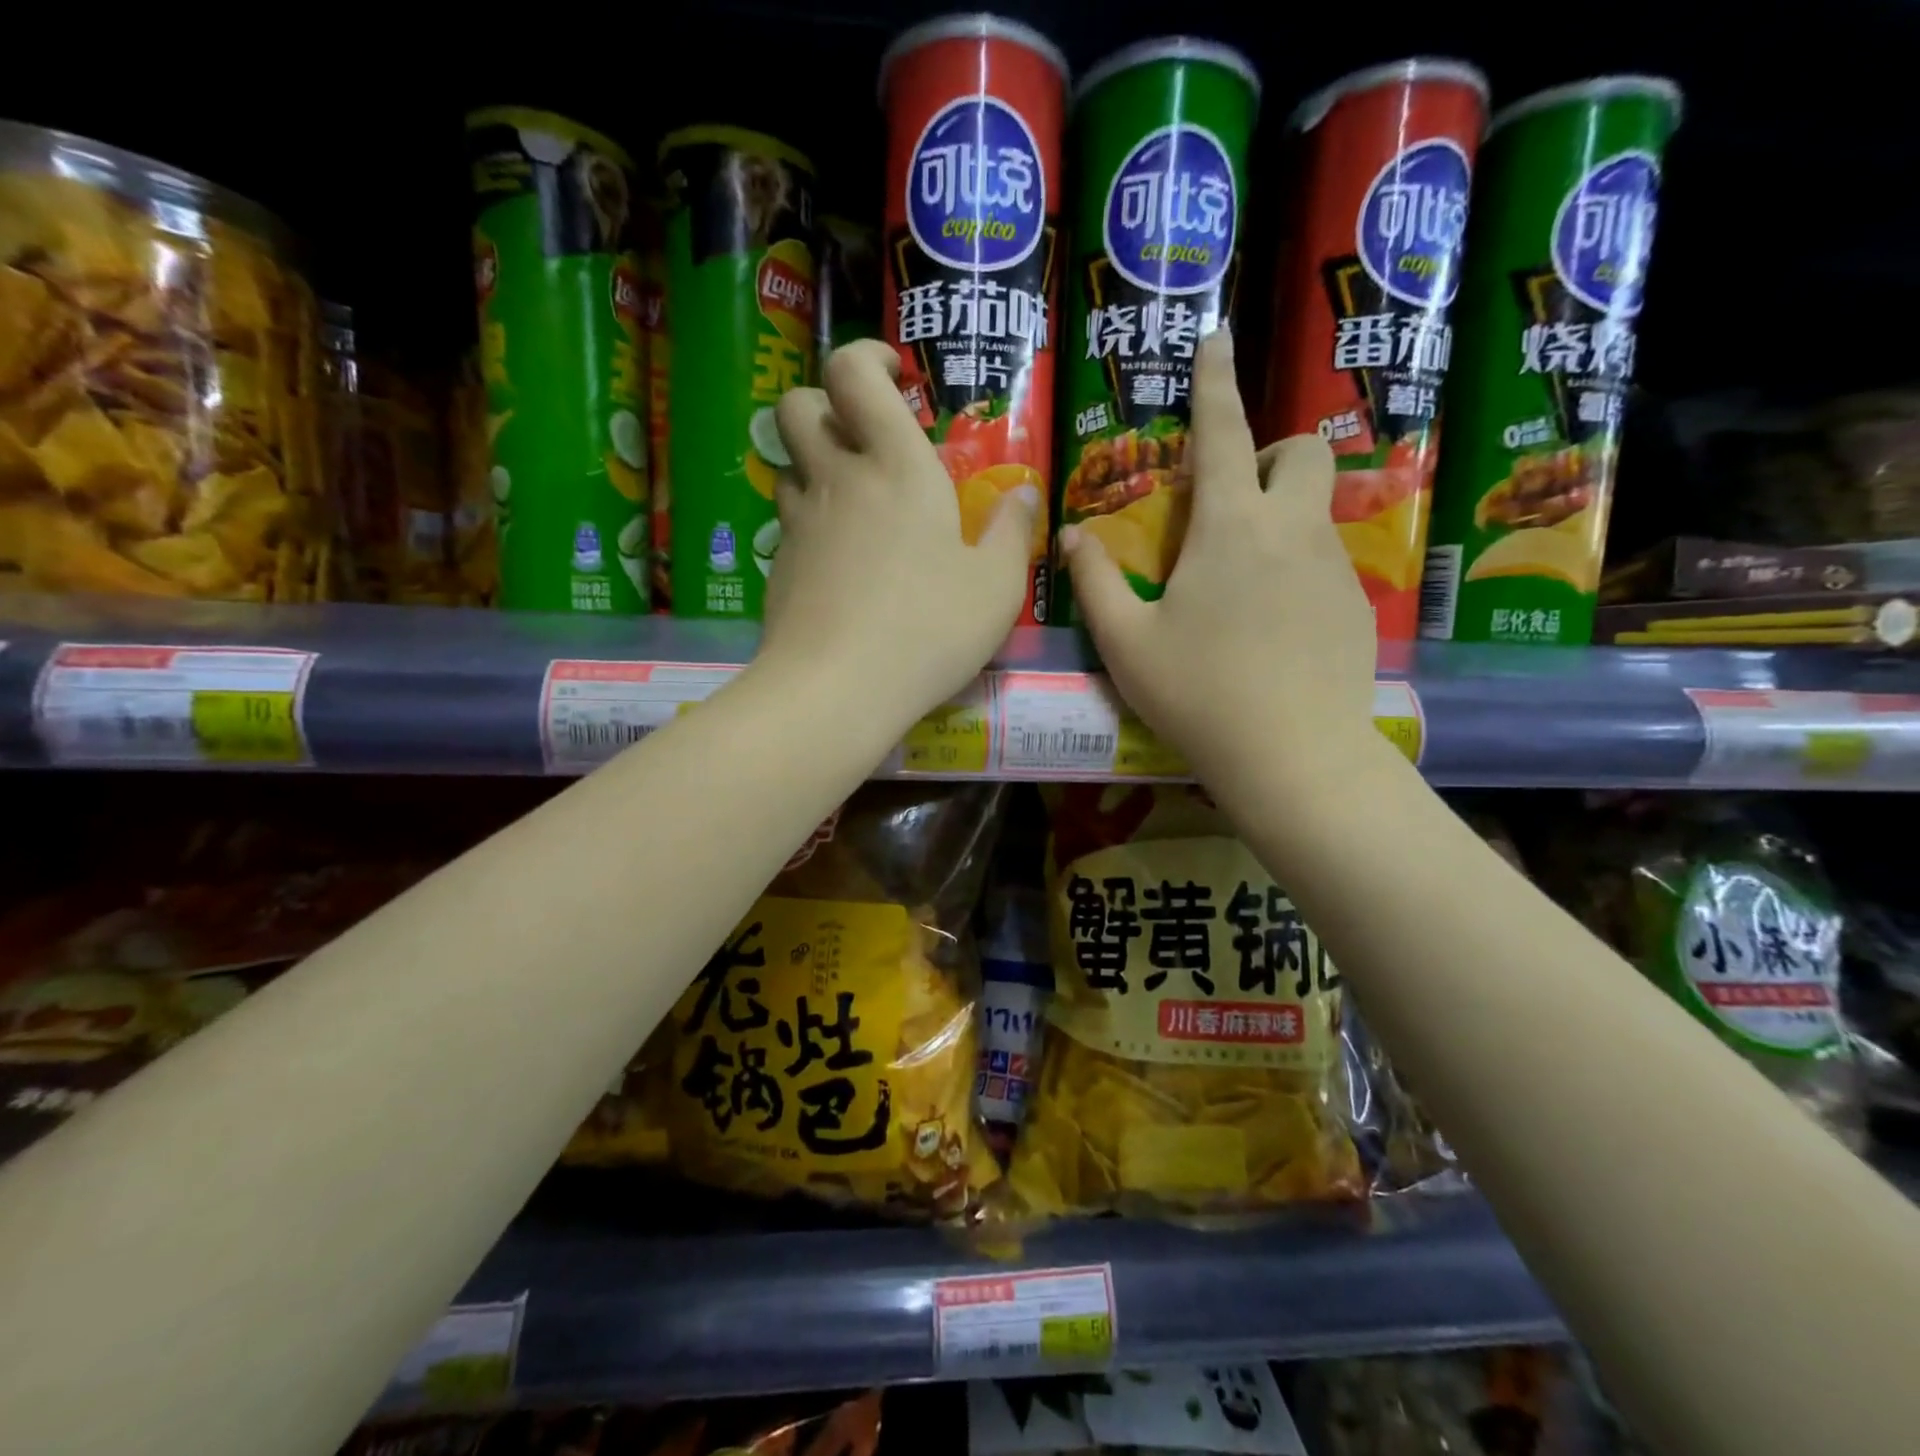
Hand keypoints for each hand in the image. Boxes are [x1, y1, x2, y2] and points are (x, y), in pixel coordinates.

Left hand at [760, 340, 1039, 731]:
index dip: (867, 356)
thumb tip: (1024, 494)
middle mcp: (839, 480)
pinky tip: (843, 564)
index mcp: (896, 466)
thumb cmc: (928, 629)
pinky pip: (790, 522)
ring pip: (790, 465)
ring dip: (817, 466)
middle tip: (866, 439)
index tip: (896, 375)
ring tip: (857, 504)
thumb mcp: (996, 587)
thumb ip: (1013, 532)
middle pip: (799, 405)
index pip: (853, 372)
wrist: (836, 689)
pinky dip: (813, 523)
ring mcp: (800, 523)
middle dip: (825, 404)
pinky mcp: (780, 566)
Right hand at [1059, 328, 1377, 784]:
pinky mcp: (1357, 606)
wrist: (1292, 756)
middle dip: (1272, 453)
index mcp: (1230, 528)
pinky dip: (1296, 567)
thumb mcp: (1126, 642)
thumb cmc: (1198, 693)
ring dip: (1280, 516)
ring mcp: (1333, 567)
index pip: (1223, 433)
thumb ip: (1095, 581)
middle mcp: (1291, 531)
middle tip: (1231, 500)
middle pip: (1303, 451)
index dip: (1215, 382)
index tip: (1216, 338)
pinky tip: (1271, 626)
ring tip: (1240, 580)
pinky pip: (1326, 562)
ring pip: (1316, 510)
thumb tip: (1071, 535)